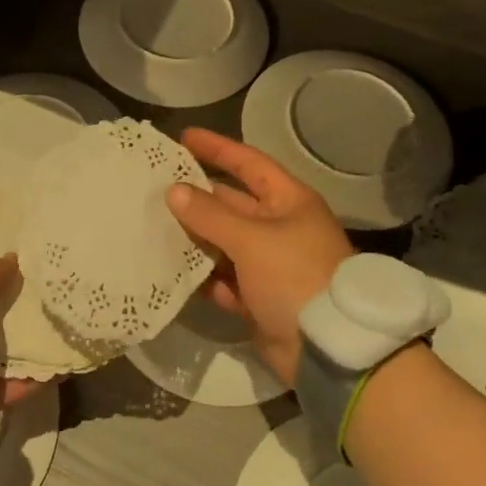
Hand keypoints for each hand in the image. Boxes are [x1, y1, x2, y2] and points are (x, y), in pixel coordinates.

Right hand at [165, 128, 353, 386]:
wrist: (329, 348)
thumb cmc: (295, 276)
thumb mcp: (251, 239)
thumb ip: (210, 214)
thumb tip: (174, 191)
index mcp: (289, 202)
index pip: (249, 163)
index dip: (217, 148)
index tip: (184, 136)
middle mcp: (281, 227)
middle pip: (232, 203)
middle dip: (198, 197)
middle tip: (156, 186)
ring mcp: (271, 264)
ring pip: (225, 242)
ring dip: (196, 237)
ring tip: (156, 227)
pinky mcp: (261, 298)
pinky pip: (226, 279)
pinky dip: (206, 277)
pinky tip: (176, 273)